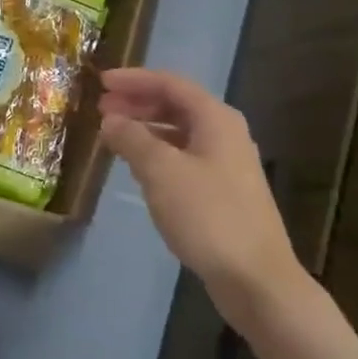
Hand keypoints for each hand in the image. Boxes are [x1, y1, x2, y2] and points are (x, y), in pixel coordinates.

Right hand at [99, 68, 307, 310]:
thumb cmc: (208, 216)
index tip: (101, 82)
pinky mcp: (223, 193)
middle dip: (138, 104)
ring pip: (179, 133)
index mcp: (216, 120)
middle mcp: (225, 134)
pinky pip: (184, 158)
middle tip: (102, 108)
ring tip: (114, 136)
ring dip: (146, 129)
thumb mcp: (161, 172)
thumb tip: (111, 120)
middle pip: (176, 106)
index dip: (134, 80)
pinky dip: (158, 154)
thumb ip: (132, 139)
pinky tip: (138, 169)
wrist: (256, 278)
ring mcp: (226, 165)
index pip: (170, 84)